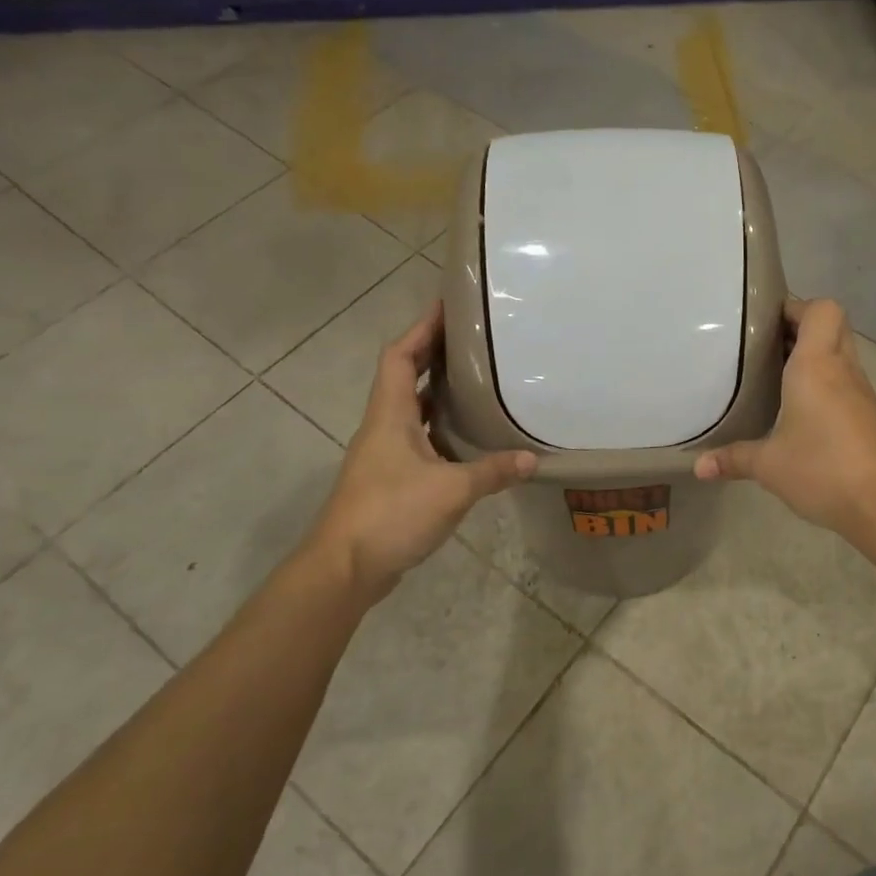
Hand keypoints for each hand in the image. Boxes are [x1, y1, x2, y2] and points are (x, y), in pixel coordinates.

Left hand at [301, 301, 535, 594]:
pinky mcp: (391, 479)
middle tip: (475, 341)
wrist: (344, 569)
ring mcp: (385, 454)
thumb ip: (492, 471)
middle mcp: (384, 426)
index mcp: (389, 415)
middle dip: (435, 354)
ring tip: (479, 380)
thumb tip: (531, 459)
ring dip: (439, 392)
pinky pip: (420, 438)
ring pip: (413, 409)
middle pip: (405, 376)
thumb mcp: (451, 490)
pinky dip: (442, 428)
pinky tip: (470, 437)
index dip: (422, 328)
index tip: (449, 307)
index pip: (400, 356)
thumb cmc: (390, 514)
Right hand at [693, 298, 875, 537]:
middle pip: (833, 324)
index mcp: (817, 366)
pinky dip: (826, 380)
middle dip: (802, 326)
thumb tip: (698, 467)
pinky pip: (846, 379)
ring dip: (815, 353)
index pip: (821, 309)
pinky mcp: (869, 414)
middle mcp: (842, 369)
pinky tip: (800, 407)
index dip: (796, 307)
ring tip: (778, 373)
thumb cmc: (821, 470)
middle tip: (767, 345)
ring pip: (842, 351)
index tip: (766, 323)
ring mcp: (860, 391)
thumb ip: (732, 459)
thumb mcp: (768, 465)